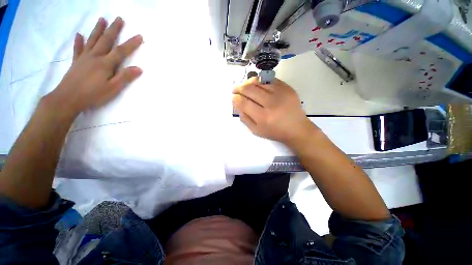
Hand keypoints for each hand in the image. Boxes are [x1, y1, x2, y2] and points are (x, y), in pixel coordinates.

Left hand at [47, 17, 142, 116]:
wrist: (67, 98)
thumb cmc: (93, 95)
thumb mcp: (113, 89)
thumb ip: (125, 77)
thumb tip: (139, 69)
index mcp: (105, 64)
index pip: (121, 51)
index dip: (131, 44)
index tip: (139, 36)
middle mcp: (95, 57)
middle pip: (106, 40)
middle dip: (113, 29)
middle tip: (119, 19)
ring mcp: (84, 58)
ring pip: (92, 40)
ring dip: (98, 29)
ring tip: (102, 19)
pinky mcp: (76, 62)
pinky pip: (77, 49)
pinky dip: (78, 41)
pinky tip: (79, 35)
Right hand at [232, 77, 317, 145]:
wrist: (296, 128)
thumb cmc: (275, 132)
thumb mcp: (256, 130)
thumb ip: (244, 117)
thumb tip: (237, 103)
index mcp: (263, 117)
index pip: (244, 103)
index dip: (236, 98)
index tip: (233, 97)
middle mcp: (271, 103)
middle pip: (250, 89)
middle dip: (239, 88)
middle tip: (235, 89)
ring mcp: (281, 93)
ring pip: (259, 82)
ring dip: (248, 83)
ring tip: (245, 86)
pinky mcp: (287, 88)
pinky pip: (269, 80)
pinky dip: (261, 81)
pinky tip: (258, 85)